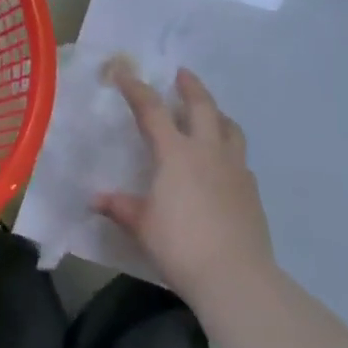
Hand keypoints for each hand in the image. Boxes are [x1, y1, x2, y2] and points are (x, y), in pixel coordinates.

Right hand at [95, 65, 275, 305]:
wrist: (235, 275)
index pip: (152, 110)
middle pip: (202, 106)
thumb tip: (96, 199)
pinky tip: (223, 164)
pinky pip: (240, 158)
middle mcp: (207, 151)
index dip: (135, 88)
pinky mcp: (251, 189)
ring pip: (229, 127)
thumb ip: (120, 207)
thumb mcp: (142, 226)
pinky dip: (229, 149)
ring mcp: (234, 168)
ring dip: (217, 113)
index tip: (124, 72)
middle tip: (182, 74)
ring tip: (211, 113)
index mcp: (175, 153)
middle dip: (191, 87)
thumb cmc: (180, 245)